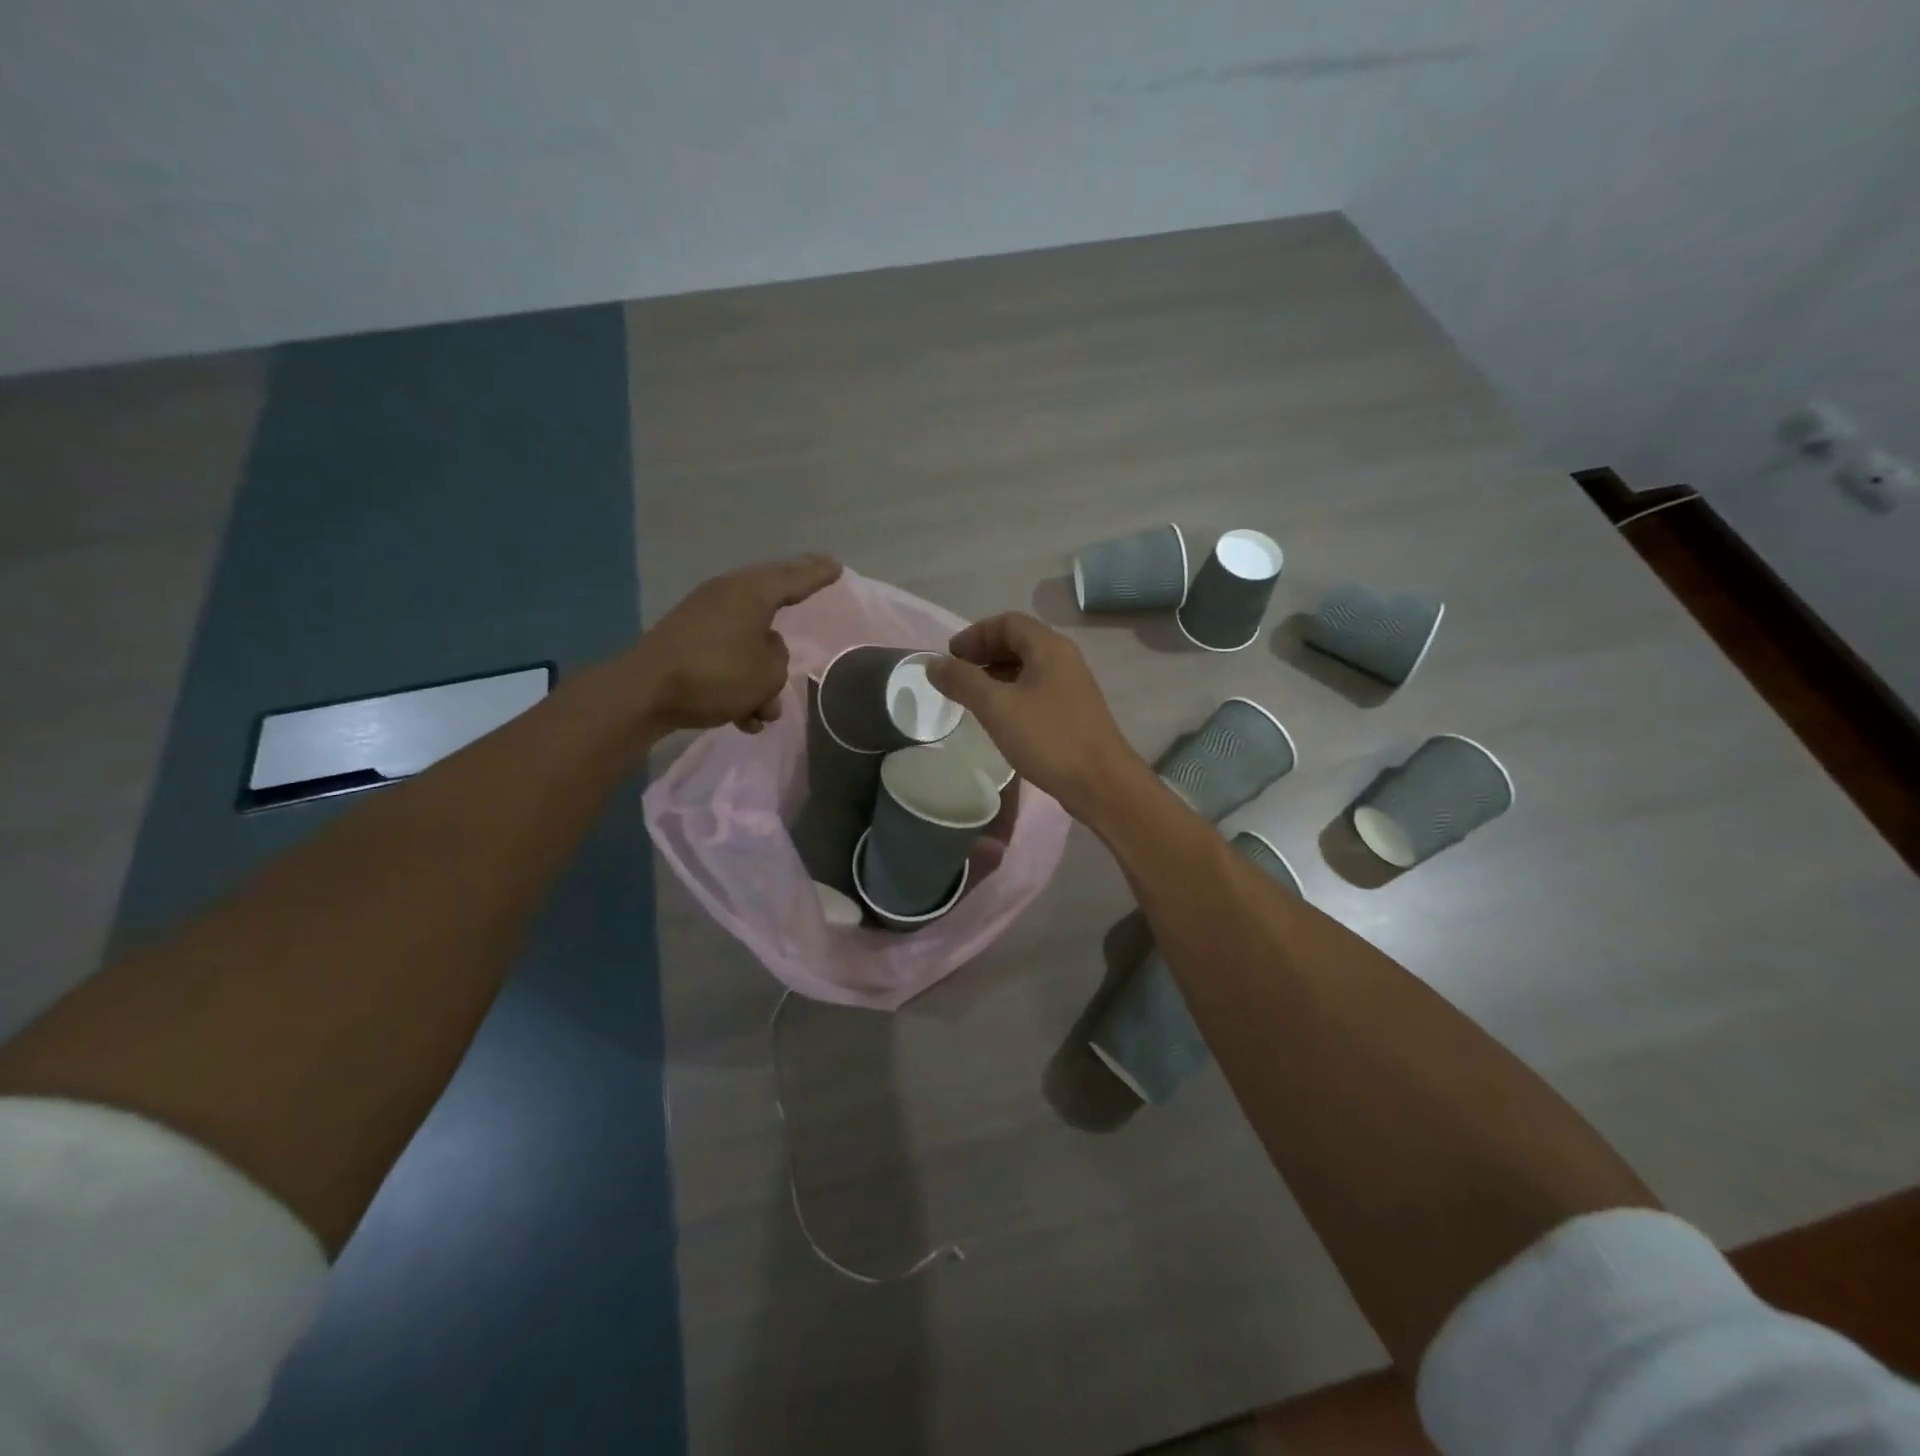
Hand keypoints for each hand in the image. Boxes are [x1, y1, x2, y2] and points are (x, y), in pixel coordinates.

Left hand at [628, 555, 841, 732]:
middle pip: (769, 600)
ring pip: (748, 642)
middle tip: (815, 587)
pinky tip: (742, 719)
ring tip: (766, 712)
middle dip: (791, 609)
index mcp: (751, 593)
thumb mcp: (768, 672)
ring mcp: (703, 619)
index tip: (836, 566)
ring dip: (761, 676)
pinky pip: (725, 660)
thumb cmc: (717, 674)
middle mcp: (727, 596)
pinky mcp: (686, 644)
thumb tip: (764, 649)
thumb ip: (779, 657)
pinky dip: (737, 685)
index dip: (817, 574)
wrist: (646, 693)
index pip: (794, 577)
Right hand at [927, 612, 1148, 820]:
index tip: (950, 658)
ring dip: (997, 674)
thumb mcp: (997, 707)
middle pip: (1018, 641)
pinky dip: (1012, 692)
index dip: (974, 634)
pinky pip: (1037, 689)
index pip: (1007, 622)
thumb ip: (963, 681)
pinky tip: (999, 717)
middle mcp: (1063, 658)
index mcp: (1049, 647)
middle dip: (984, 653)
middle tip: (957, 676)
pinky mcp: (1073, 710)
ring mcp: (1071, 685)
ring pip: (1027, 666)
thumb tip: (933, 664)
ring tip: (972, 697)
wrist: (1101, 783)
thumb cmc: (1048, 738)